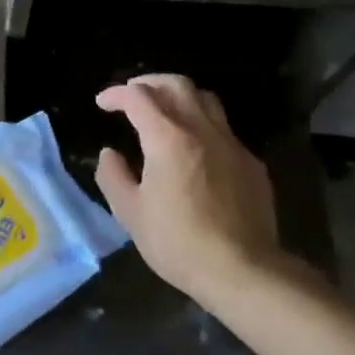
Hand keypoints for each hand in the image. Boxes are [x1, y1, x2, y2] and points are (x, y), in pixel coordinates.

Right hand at [93, 75, 281, 302]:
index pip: (137, 97)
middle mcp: (202, 130)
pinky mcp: (251, 164)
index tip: (102, 103)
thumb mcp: (129, 213)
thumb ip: (112, 175)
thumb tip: (110, 154)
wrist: (245, 272)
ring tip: (164, 111)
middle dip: (149, 83)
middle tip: (132, 95)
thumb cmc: (179, 242)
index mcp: (167, 138)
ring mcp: (232, 145)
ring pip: (206, 100)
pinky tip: (194, 149)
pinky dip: (202, 125)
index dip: (116, 94)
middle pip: (176, 84)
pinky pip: (224, 130)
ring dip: (179, 96)